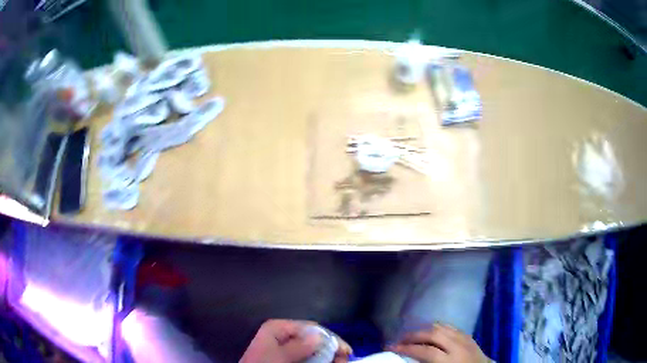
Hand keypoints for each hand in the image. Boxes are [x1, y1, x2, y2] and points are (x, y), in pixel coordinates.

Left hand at [240, 319, 351, 362]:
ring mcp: (284, 345)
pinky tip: (324, 362)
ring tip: (338, 362)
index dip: (330, 338)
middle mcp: (282, 333)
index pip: (311, 328)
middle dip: (329, 348)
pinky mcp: (285, 355)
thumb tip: (320, 337)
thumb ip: (299, 347)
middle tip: (344, 359)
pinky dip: (316, 359)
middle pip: (313, 338)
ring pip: (311, 348)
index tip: (345, 351)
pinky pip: (305, 355)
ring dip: (325, 355)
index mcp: (278, 327)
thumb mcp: (279, 356)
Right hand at [388, 323, 488, 362]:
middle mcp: (458, 346)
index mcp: (450, 360)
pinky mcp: (468, 336)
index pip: (425, 351)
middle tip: (399, 339)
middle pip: (433, 334)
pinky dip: (438, 328)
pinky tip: (431, 332)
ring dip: (424, 330)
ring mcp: (465, 338)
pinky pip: (451, 327)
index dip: (406, 349)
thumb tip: (409, 360)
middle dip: (413, 336)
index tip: (390, 348)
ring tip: (412, 335)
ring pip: (442, 327)